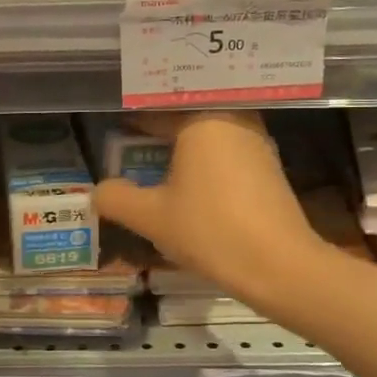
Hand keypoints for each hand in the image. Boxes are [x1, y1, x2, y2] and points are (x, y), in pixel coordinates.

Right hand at [95, 112, 324, 304]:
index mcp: (202, 119)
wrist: (279, 265)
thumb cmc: (210, 229)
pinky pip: (227, 152)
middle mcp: (233, 119)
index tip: (112, 135)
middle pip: (185, 117)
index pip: (156, 111)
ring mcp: (256, 142)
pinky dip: (205, 162)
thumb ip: (116, 198)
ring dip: (183, 148)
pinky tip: (190, 185)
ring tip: (156, 167)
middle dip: (158, 132)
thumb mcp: (151, 217)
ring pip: (209, 135)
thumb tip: (98, 190)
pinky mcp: (269, 167)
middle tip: (130, 149)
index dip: (130, 123)